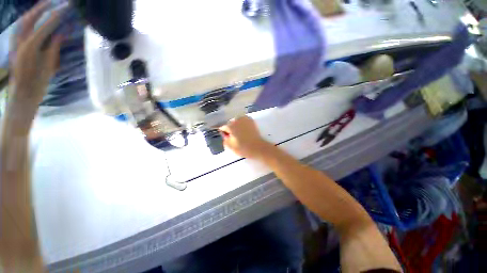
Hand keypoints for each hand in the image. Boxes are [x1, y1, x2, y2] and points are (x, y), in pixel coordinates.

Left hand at [9, 1, 65, 116]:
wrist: (22, 94)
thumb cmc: (38, 82)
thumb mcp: (49, 65)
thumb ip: (53, 47)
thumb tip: (61, 33)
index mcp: (31, 46)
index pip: (46, 24)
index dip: (57, 15)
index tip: (67, 7)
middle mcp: (21, 40)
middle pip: (30, 17)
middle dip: (42, 7)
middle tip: (54, 1)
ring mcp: (15, 42)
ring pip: (23, 21)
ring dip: (34, 12)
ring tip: (44, 6)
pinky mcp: (14, 45)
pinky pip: (20, 28)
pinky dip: (28, 20)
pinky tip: (34, 18)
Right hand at [219, 116, 272, 158]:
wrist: (258, 148)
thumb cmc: (243, 148)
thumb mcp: (230, 146)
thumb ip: (225, 138)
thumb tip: (226, 134)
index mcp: (231, 125)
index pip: (223, 127)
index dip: (224, 133)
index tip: (228, 138)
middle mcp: (237, 119)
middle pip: (230, 123)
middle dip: (231, 129)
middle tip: (234, 137)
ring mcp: (245, 119)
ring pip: (237, 121)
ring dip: (237, 126)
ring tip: (241, 134)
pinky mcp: (251, 120)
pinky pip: (243, 121)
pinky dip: (243, 125)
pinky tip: (245, 131)